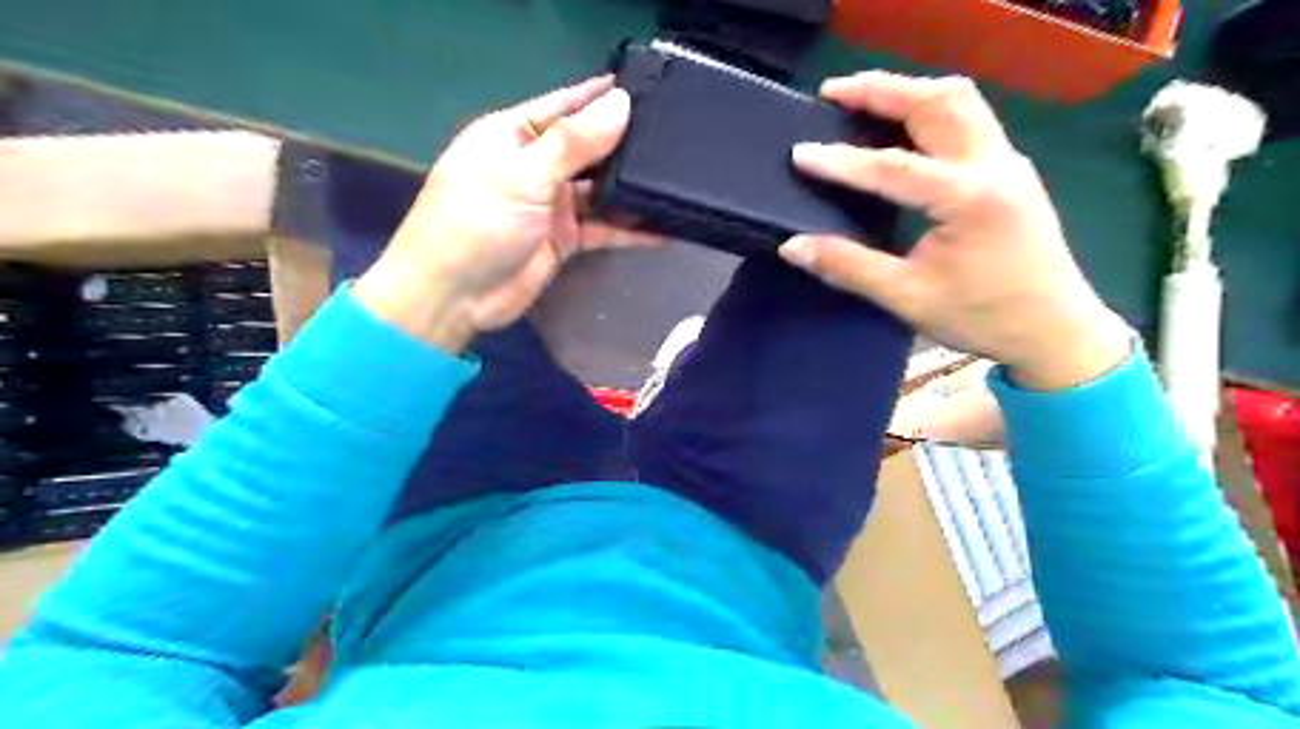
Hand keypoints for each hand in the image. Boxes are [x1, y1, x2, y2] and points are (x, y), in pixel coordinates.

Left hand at [355, 73, 662, 353]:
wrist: (455, 296)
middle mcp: (534, 165)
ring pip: (598, 189)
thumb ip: (574, 142)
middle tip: (673, 137)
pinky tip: (662, 228)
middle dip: (623, 142)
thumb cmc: (477, 223)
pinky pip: (602, 228)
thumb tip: (621, 104)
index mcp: (512, 135)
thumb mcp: (524, 175)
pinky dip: (628, 229)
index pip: (563, 105)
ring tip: (675, 179)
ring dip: (629, 188)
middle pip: (586, 147)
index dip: (600, 97)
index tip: (647, 88)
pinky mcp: (563, 239)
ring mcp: (550, 204)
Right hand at [774, 72, 1132, 390]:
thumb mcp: (907, 297)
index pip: (894, 167)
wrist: (1055, 328)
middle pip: (936, 102)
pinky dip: (930, 107)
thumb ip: (849, 266)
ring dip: (909, 91)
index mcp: (969, 199)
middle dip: (881, 89)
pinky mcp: (1010, 169)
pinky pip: (969, 117)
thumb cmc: (982, 316)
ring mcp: (1008, 161)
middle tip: (832, 92)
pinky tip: (904, 124)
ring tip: (864, 97)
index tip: (800, 153)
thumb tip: (793, 247)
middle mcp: (994, 165)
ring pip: (959, 100)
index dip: (842, 161)